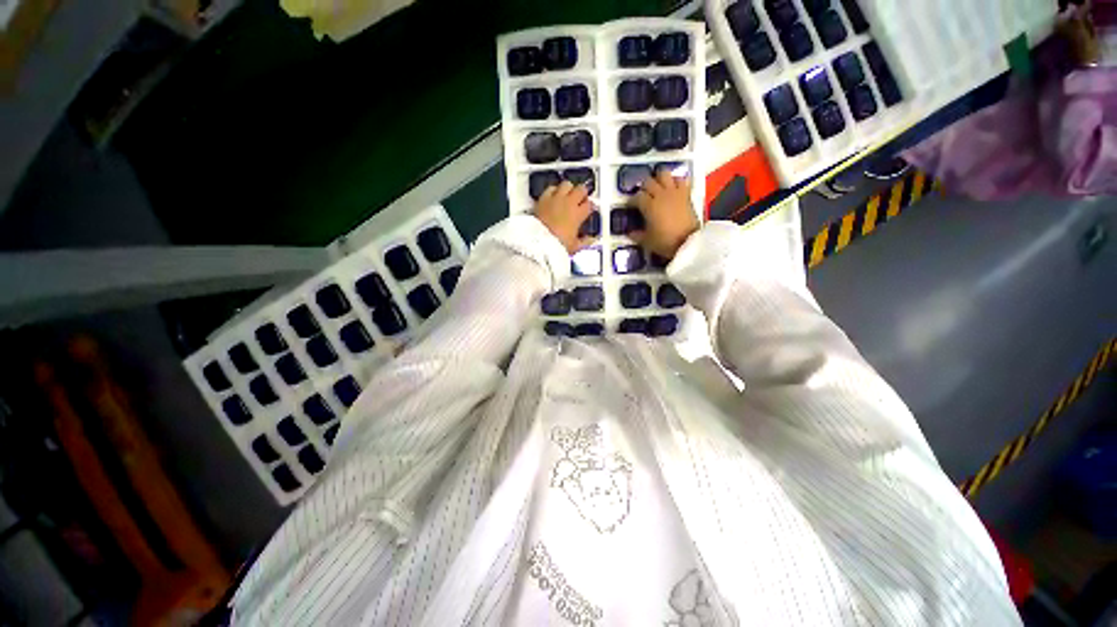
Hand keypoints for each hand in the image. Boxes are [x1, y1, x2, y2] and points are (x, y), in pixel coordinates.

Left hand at [534, 181, 595, 253]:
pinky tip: (554, 195)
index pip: (590, 204)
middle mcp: (569, 203)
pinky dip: (554, 190)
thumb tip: (591, 239)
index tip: (589, 209)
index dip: (591, 206)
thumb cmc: (557, 244)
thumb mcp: (575, 246)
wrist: (540, 241)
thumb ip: (585, 241)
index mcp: (578, 214)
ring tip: (568, 194)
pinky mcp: (544, 198)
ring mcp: (556, 199)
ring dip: (569, 188)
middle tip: (580, 198)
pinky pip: (551, 188)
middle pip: (581, 189)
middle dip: (582, 193)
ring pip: (567, 184)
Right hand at [633, 170, 698, 259]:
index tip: (631, 206)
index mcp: (649, 206)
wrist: (688, 242)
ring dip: (658, 178)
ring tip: (657, 186)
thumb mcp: (647, 241)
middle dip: (643, 187)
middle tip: (643, 195)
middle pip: (648, 182)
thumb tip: (629, 233)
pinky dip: (675, 181)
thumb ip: (637, 235)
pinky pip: (680, 179)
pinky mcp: (685, 193)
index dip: (632, 201)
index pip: (637, 197)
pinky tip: (672, 187)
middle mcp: (660, 195)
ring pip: (663, 174)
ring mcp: (674, 192)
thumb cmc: (665, 242)